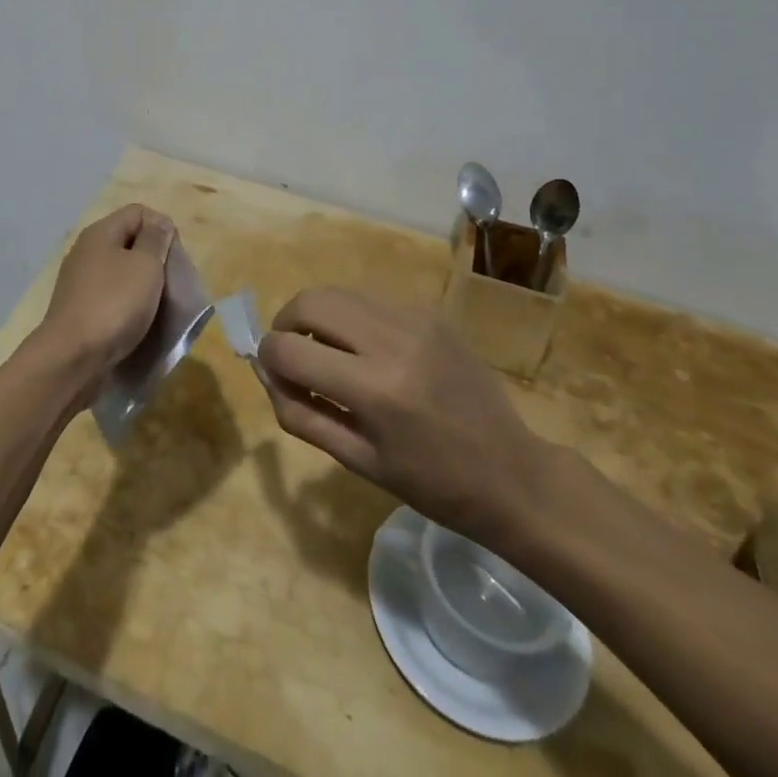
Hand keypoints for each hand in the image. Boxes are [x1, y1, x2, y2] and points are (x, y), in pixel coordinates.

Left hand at [34, 204, 175, 390]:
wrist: (72, 359)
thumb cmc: (114, 304)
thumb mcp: (145, 266)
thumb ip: (155, 240)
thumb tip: (159, 222)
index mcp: (100, 233)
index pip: (138, 212)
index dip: (161, 226)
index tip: (175, 256)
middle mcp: (86, 252)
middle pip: (128, 241)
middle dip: (154, 258)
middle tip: (171, 282)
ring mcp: (80, 282)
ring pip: (120, 272)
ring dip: (141, 285)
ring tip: (159, 305)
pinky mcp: (79, 310)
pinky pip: (110, 297)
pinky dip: (127, 306)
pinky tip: (138, 322)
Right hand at [258, 287, 551, 547]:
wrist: (513, 473)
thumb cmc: (433, 484)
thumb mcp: (357, 462)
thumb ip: (300, 412)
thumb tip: (264, 372)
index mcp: (374, 390)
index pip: (289, 350)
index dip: (267, 357)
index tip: (273, 372)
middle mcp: (391, 340)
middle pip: (309, 302)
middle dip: (285, 324)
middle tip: (291, 352)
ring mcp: (414, 319)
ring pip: (337, 292)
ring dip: (316, 316)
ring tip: (325, 350)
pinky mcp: (429, 312)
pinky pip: (369, 299)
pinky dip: (351, 317)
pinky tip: (364, 349)